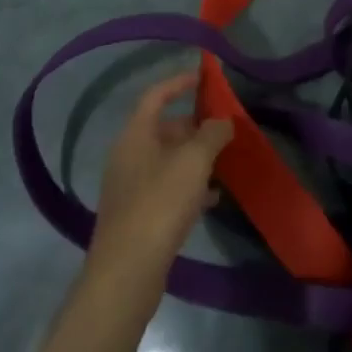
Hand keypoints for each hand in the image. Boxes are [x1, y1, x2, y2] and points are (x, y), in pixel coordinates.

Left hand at [87, 73, 233, 289]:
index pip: (156, 95)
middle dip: (194, 126)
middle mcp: (128, 155)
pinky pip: (166, 188)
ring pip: (167, 160)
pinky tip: (212, 199)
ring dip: (194, 158)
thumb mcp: (194, 162)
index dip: (179, 83)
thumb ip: (212, 135)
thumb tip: (222, 121)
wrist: (126, 272)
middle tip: (223, 130)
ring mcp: (130, 186)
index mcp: (135, 135)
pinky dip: (188, 186)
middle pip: (163, 129)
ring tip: (224, 163)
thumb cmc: (159, 204)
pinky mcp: (137, 215)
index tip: (203, 79)